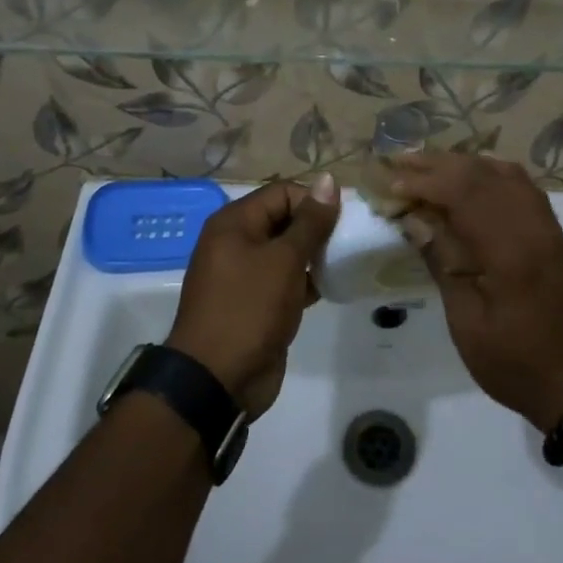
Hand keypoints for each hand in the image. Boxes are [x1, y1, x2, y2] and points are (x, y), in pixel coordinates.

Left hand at [165, 175, 339, 418]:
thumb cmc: (248, 310)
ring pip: (286, 252)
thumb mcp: (284, 261)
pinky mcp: (254, 302)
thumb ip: (310, 222)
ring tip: (341, 265)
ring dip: (313, 257)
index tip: (342, 223)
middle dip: (316, 229)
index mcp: (234, 223)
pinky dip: (305, 281)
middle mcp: (236, 242)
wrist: (216, 381)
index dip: (314, 202)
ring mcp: (244, 274)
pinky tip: (328, 289)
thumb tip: (329, 180)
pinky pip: (284, 280)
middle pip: (284, 219)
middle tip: (346, 244)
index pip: (282, 193)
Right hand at [389, 155, 562, 430]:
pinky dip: (491, 173)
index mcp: (510, 251)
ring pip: (504, 173)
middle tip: (400, 161)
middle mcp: (533, 226)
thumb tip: (414, 218)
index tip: (391, 182)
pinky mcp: (554, 233)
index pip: (463, 194)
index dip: (424, 182)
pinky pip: (522, 185)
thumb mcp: (466, 321)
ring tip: (428, 164)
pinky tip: (471, 177)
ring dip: (464, 164)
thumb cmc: (513, 362)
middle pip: (482, 175)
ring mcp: (548, 226)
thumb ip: (442, 262)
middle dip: (438, 164)